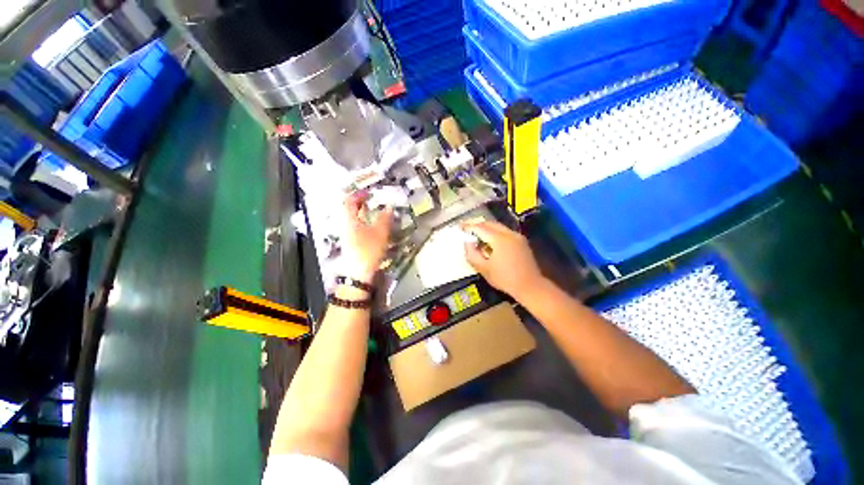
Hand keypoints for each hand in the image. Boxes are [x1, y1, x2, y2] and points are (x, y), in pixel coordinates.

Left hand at [341, 192, 392, 281]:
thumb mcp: (380, 232)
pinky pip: (354, 225)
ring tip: (373, 212)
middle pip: (348, 209)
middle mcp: (345, 224)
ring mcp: (346, 234)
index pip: (349, 201)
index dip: (359, 194)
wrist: (359, 272)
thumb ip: (385, 218)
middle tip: (371, 201)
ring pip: (351, 218)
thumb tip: (389, 207)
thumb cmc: (368, 250)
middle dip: (359, 203)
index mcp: (349, 219)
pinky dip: (362, 221)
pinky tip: (371, 225)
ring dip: (361, 212)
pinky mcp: (350, 241)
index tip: (370, 193)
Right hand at [461, 221, 544, 298]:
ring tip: (478, 236)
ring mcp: (517, 236)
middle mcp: (509, 233)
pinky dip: (495, 232)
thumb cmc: (505, 279)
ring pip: (498, 226)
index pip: (480, 228)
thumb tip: (467, 243)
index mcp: (499, 239)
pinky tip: (491, 242)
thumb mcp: (484, 269)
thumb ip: (472, 254)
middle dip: (477, 225)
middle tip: (468, 231)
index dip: (469, 227)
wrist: (530, 286)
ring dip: (487, 228)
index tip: (460, 227)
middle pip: (490, 223)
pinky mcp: (522, 241)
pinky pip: (505, 231)